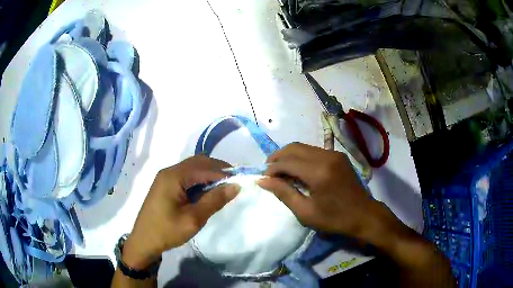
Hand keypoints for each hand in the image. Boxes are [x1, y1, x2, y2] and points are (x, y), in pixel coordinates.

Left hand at [122, 155, 238, 268]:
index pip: (204, 167)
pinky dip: (199, 181)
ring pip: (192, 168)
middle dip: (217, 170)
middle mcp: (169, 172)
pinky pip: (185, 176)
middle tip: (233, 183)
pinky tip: (205, 192)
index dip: (224, 172)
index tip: (240, 181)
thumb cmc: (167, 231)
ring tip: (222, 188)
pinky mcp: (165, 185)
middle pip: (198, 162)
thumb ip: (214, 200)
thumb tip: (236, 186)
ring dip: (208, 175)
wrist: (144, 241)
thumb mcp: (193, 219)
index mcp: (174, 176)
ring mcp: (165, 178)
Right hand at [257, 143, 397, 241]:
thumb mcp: (305, 212)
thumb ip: (284, 193)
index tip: (264, 178)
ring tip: (280, 170)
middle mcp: (326, 156)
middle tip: (268, 171)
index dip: (272, 168)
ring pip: (303, 147)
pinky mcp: (338, 156)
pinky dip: (301, 157)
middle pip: (294, 147)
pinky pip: (313, 151)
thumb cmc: (334, 219)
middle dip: (277, 157)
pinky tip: (297, 169)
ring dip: (289, 156)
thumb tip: (263, 180)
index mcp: (318, 172)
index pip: (287, 162)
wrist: (364, 215)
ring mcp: (334, 154)